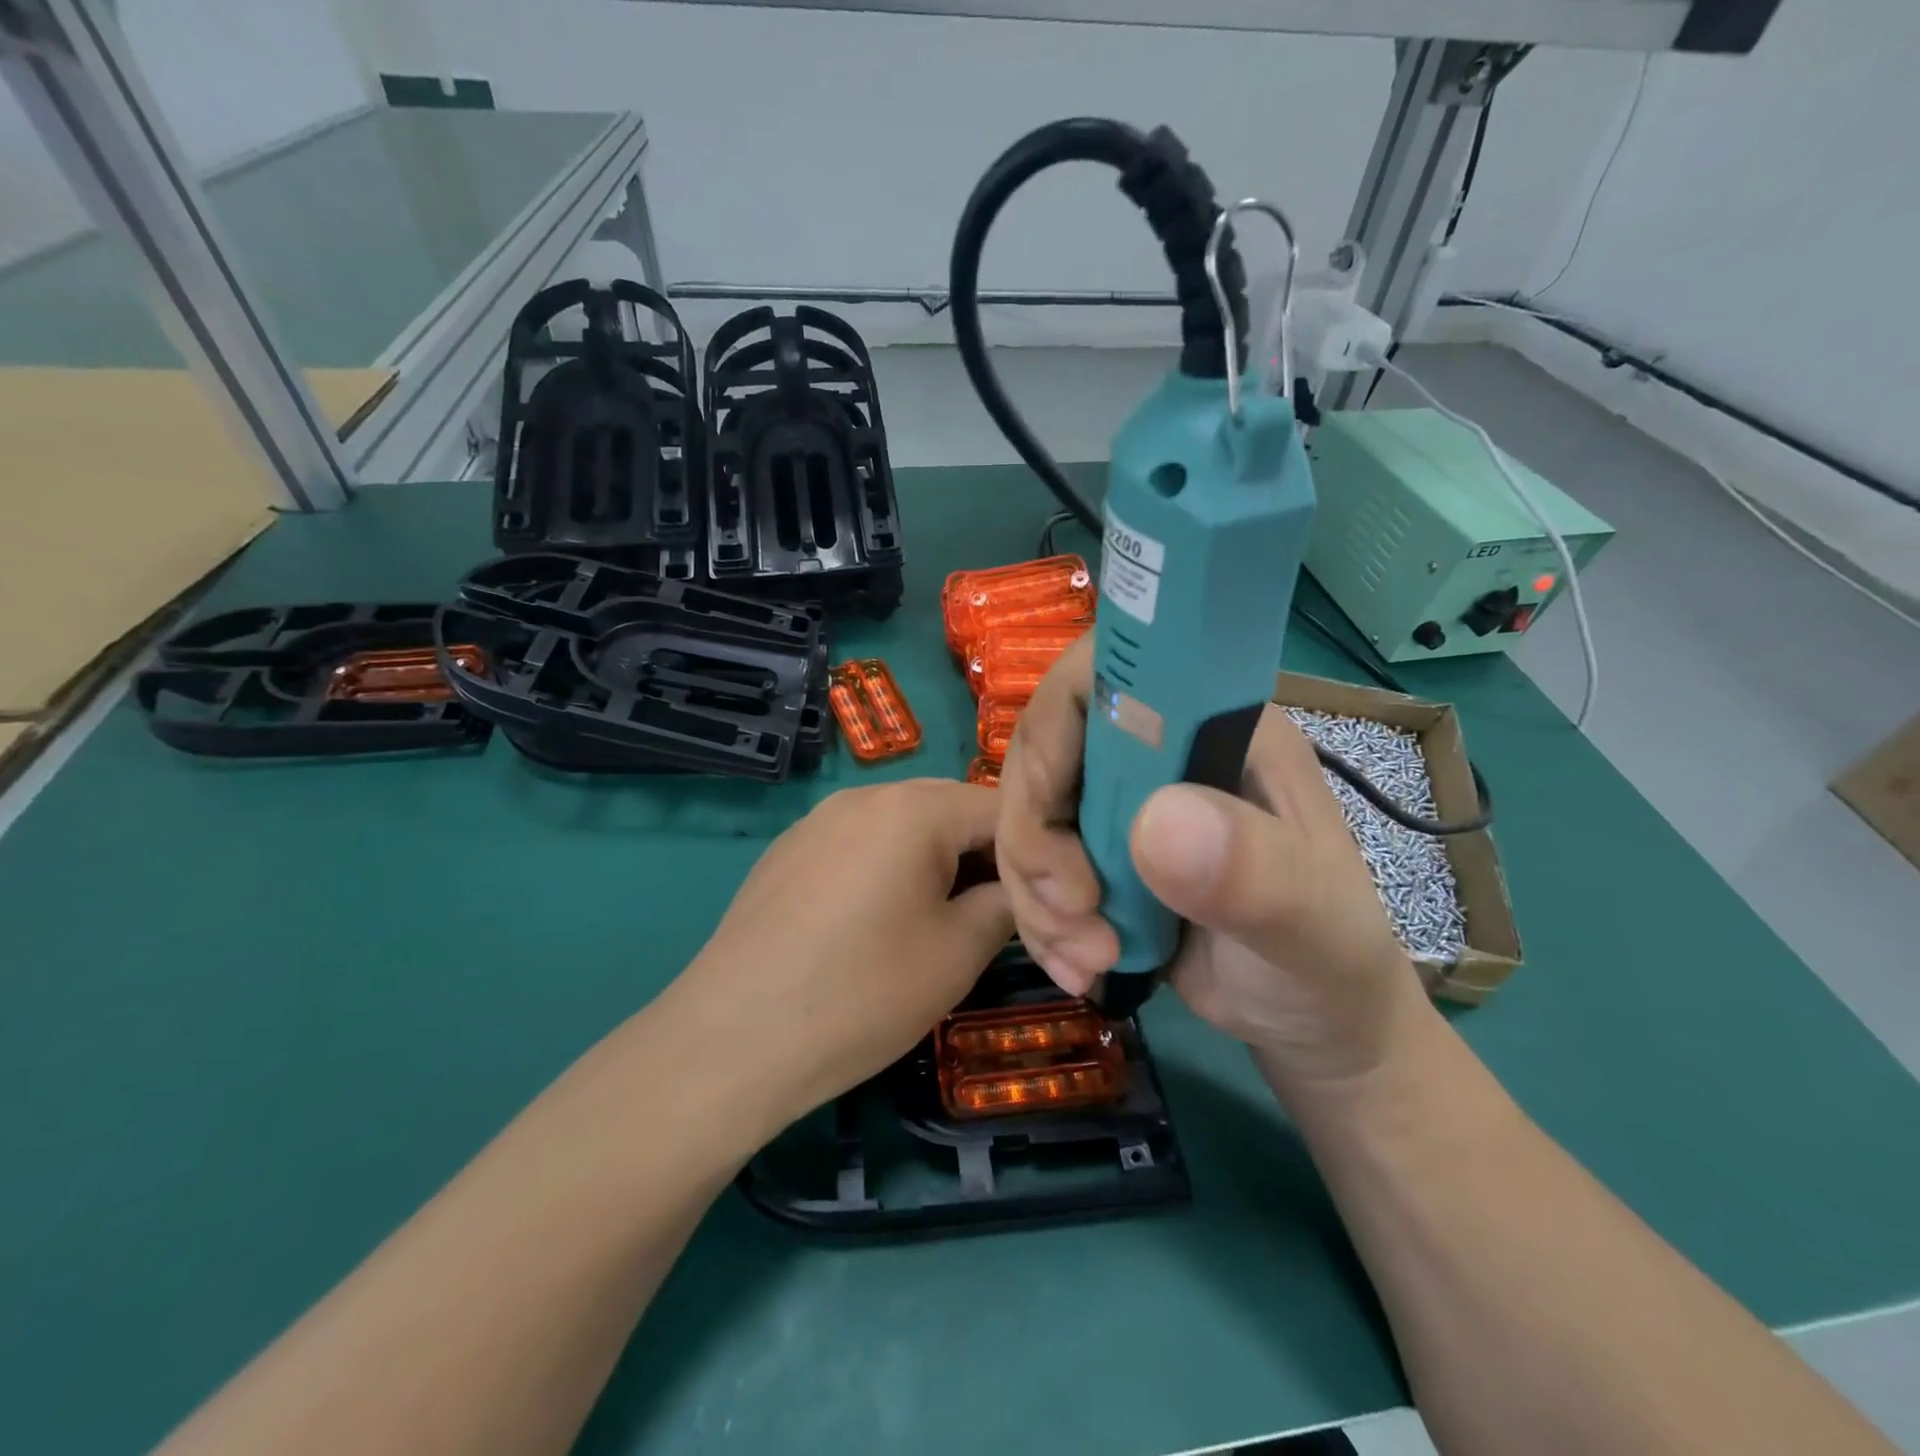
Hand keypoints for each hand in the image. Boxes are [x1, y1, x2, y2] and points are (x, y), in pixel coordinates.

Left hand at [677, 780, 1013, 1128]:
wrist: (731, 1041)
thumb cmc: (860, 994)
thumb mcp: (957, 954)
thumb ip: (1006, 906)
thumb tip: (1018, 891)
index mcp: (913, 808)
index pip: (1001, 808)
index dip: (1033, 854)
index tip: (1044, 901)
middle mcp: (863, 795)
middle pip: (949, 809)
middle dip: (984, 855)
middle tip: (997, 914)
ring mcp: (818, 821)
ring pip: (903, 826)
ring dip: (936, 861)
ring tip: (941, 921)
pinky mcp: (788, 852)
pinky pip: (860, 843)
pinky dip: (889, 869)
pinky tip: (878, 924)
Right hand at [998, 638, 1421, 1086]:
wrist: (1309, 1019)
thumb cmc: (1329, 957)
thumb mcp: (1312, 921)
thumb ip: (1254, 870)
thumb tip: (1158, 822)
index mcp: (1212, 726)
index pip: (1110, 672)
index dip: (1058, 720)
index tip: (1052, 809)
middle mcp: (1156, 750)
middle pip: (1044, 748)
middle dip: (1037, 837)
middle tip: (1075, 911)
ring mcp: (1120, 802)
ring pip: (1027, 813)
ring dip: (1037, 893)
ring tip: (1091, 958)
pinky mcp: (1095, 855)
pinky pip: (1032, 867)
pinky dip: (1040, 922)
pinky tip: (1081, 968)